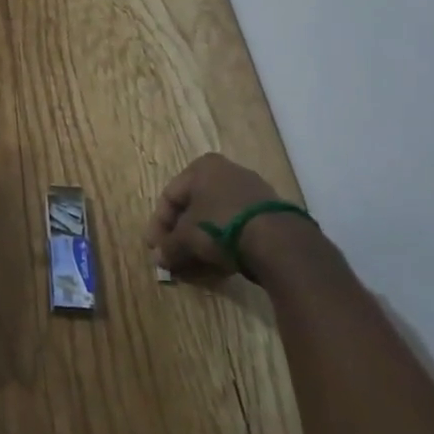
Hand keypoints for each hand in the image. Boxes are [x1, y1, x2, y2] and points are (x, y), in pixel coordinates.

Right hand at [146, 152, 283, 281]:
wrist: (278, 241)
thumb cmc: (220, 226)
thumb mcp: (186, 238)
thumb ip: (168, 247)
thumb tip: (158, 259)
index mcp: (202, 168)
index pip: (169, 196)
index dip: (158, 225)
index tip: (155, 249)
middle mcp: (227, 172)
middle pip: (193, 207)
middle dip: (180, 235)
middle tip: (173, 257)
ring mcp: (252, 191)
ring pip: (216, 218)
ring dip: (201, 242)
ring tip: (194, 266)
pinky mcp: (270, 212)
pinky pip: (237, 226)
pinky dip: (224, 243)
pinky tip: (218, 264)